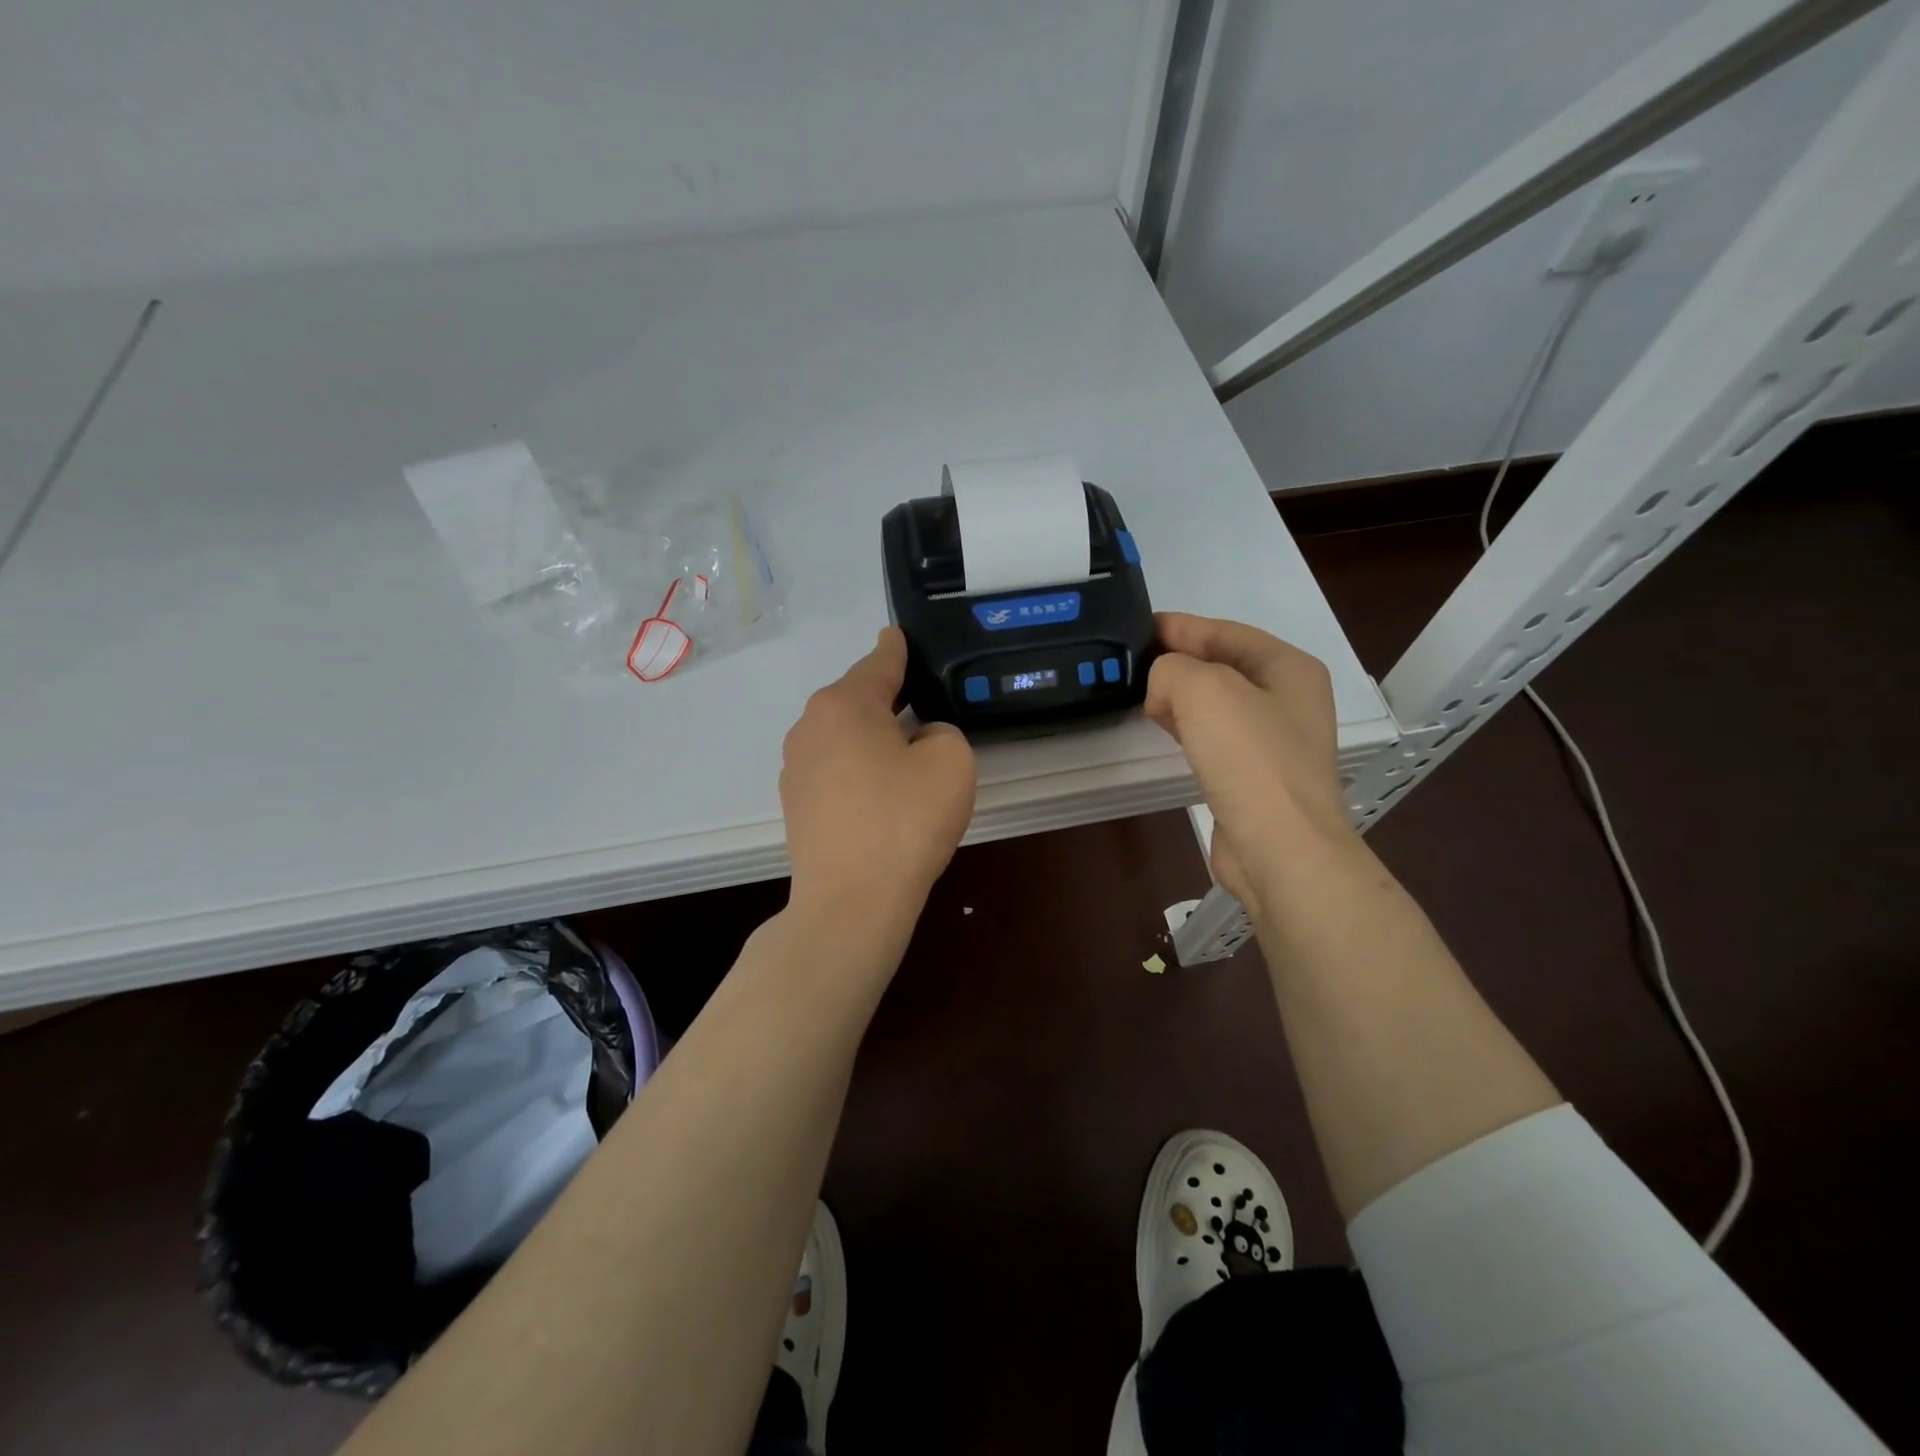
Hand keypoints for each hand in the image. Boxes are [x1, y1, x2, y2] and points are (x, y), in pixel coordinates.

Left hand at [780, 627, 976, 926]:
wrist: (851, 902)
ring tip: (905, 756)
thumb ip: (942, 732)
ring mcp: (796, 767)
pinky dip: (858, 769)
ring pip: (844, 735)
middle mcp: (810, 726)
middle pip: (857, 698)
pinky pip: (835, 768)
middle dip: (889, 698)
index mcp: (844, 704)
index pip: (879, 662)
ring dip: (872, 737)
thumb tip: (920, 739)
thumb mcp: (950, 761)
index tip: (900, 634)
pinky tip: (881, 794)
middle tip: (925, 706)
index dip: (898, 648)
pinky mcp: (797, 804)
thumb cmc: (904, 820)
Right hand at [1145, 612, 1353, 920]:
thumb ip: (1172, 669)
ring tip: (1142, 694)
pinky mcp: (1255, 776)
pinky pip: (1215, 736)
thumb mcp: (1204, 689)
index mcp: (1289, 668)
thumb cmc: (1250, 758)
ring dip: (1181, 696)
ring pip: (1218, 703)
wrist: (1280, 846)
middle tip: (1134, 661)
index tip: (1140, 626)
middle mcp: (1288, 699)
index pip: (1227, 632)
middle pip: (1223, 666)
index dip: (1182, 626)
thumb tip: (1162, 689)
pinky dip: (1188, 727)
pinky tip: (1165, 729)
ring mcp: (1274, 740)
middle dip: (1180, 660)